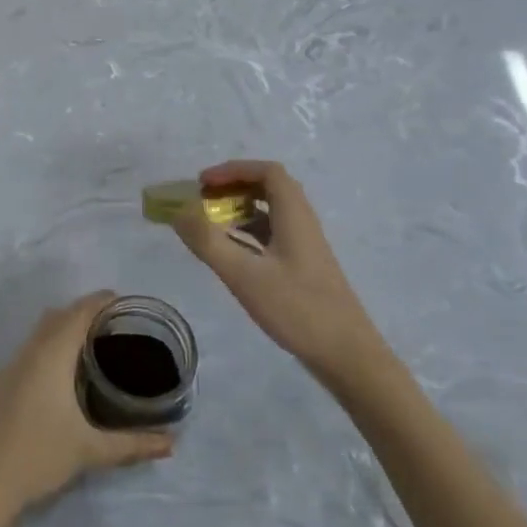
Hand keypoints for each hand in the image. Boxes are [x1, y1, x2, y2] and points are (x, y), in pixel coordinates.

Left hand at [0, 292, 174, 525]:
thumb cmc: (39, 457)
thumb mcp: (90, 451)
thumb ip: (132, 444)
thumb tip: (171, 443)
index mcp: (50, 356)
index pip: (77, 314)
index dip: (98, 302)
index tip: (119, 301)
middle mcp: (25, 353)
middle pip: (54, 319)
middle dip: (79, 314)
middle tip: (106, 327)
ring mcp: (2, 369)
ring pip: (34, 339)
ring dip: (57, 336)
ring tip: (82, 353)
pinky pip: (19, 361)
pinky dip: (38, 360)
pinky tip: (48, 388)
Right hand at [172, 161, 385, 389]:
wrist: (347, 356)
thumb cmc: (297, 309)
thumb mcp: (244, 275)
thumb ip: (208, 241)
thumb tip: (179, 211)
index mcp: (294, 216)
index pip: (267, 172)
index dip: (233, 170)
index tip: (202, 183)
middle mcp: (302, 223)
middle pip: (269, 187)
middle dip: (233, 186)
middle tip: (202, 200)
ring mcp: (304, 247)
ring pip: (270, 212)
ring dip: (239, 209)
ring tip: (208, 223)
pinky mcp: (303, 268)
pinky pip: (271, 235)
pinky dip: (247, 233)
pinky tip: (229, 252)